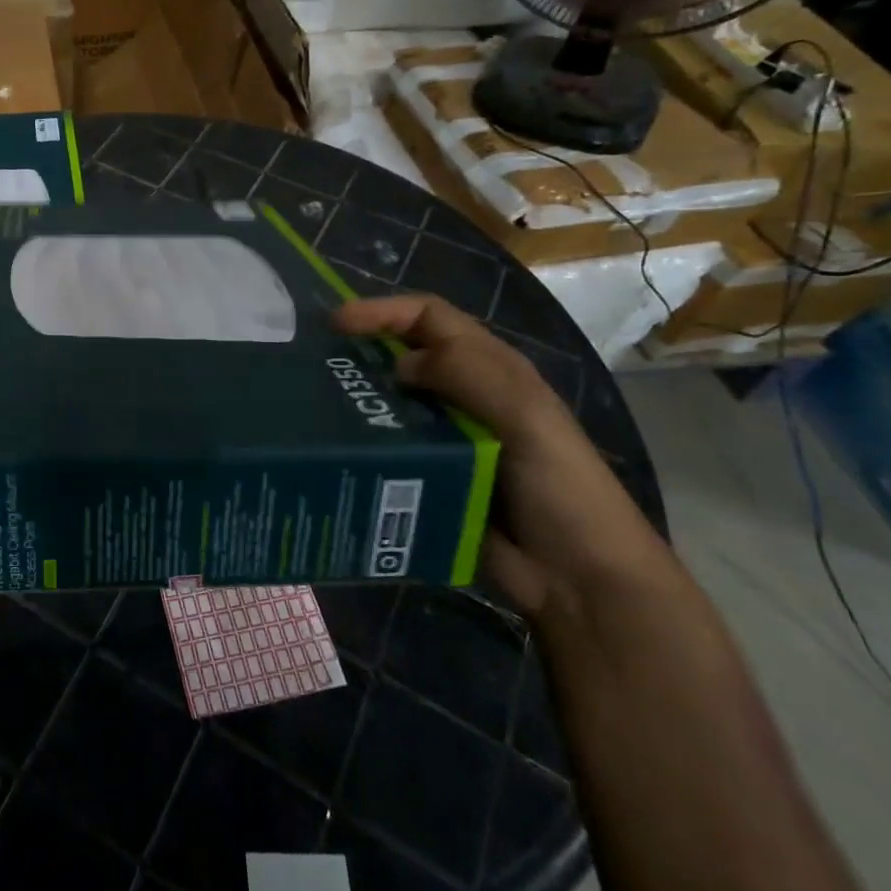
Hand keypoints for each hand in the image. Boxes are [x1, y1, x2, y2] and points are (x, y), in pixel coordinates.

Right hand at [332, 294, 669, 618]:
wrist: (579, 580)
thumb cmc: (561, 487)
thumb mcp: (525, 418)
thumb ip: (468, 374)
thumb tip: (397, 364)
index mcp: (491, 370)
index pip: (430, 318)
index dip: (384, 311)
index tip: (336, 323)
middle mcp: (464, 395)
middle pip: (404, 355)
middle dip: (361, 350)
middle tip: (312, 363)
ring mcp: (446, 438)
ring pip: (391, 402)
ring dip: (357, 398)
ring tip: (311, 405)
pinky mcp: (430, 476)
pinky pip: (389, 448)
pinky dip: (362, 443)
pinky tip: (333, 450)